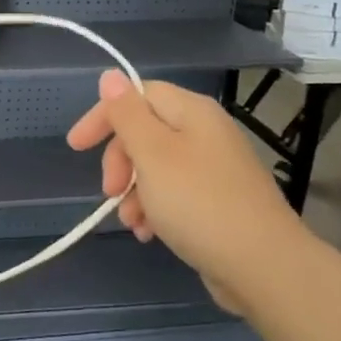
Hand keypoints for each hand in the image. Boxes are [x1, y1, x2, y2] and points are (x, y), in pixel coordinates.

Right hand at [66, 72, 313, 313]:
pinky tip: (149, 233)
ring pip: (156, 168)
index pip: (138, 95)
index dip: (104, 116)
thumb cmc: (199, 203)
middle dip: (119, 161)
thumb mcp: (152, 154)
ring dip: (133, 192)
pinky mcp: (218, 202)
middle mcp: (206, 133)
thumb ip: (127, 114)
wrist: (263, 266)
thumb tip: (110, 75)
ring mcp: (215, 169)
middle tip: (109, 191)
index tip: (76, 147)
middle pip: (146, 132)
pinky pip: (174, 194)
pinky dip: (155, 209)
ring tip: (131, 222)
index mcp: (193, 112)